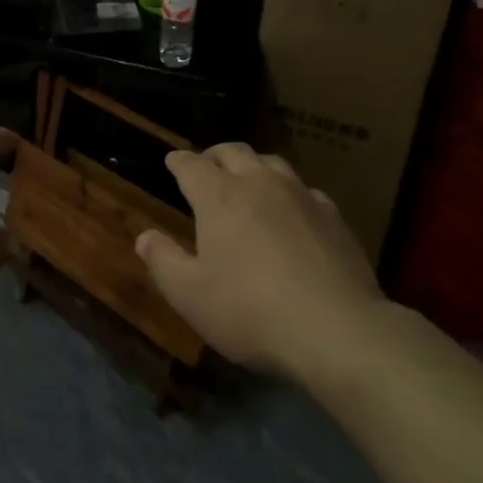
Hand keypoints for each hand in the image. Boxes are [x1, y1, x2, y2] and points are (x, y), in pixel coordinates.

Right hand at [135, 143, 381, 376]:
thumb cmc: (250, 312)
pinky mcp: (334, 217)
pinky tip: (291, 212)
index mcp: (219, 197)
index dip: (178, 161)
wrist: (337, 330)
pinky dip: (288, 193)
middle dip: (214, 155)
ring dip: (253, 166)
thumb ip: (163, 261)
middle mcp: (259, 184)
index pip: (192, 165)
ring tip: (247, 180)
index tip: (172, 161)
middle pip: (234, 152)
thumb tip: (144, 236)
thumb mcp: (190, 296)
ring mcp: (301, 196)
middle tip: (206, 165)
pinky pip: (305, 190)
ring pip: (272, 163)